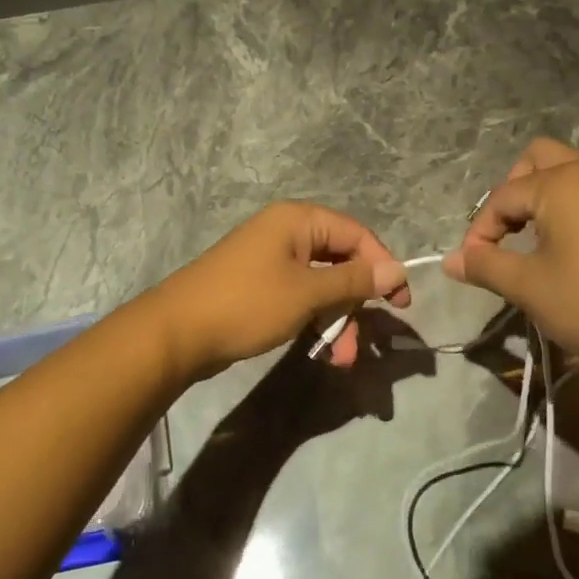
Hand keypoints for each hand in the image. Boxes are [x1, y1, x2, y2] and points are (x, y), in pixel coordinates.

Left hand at [153, 203, 411, 378]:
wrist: (177, 333)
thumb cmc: (247, 303)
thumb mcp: (307, 293)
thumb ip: (354, 280)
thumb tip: (397, 270)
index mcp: (298, 220)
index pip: (357, 234)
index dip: (382, 266)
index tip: (401, 303)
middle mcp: (285, 232)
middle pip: (340, 261)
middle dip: (356, 303)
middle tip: (366, 341)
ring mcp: (270, 260)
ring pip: (320, 285)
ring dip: (337, 320)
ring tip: (341, 358)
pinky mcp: (259, 287)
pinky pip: (300, 297)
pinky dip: (314, 320)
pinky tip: (322, 351)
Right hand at [443, 138, 578, 385]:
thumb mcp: (527, 286)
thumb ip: (484, 265)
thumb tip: (449, 261)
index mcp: (561, 183)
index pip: (504, 195)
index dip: (481, 228)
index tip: (473, 263)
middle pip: (540, 157)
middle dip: (515, 189)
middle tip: (507, 232)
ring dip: (555, 183)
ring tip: (545, 223)